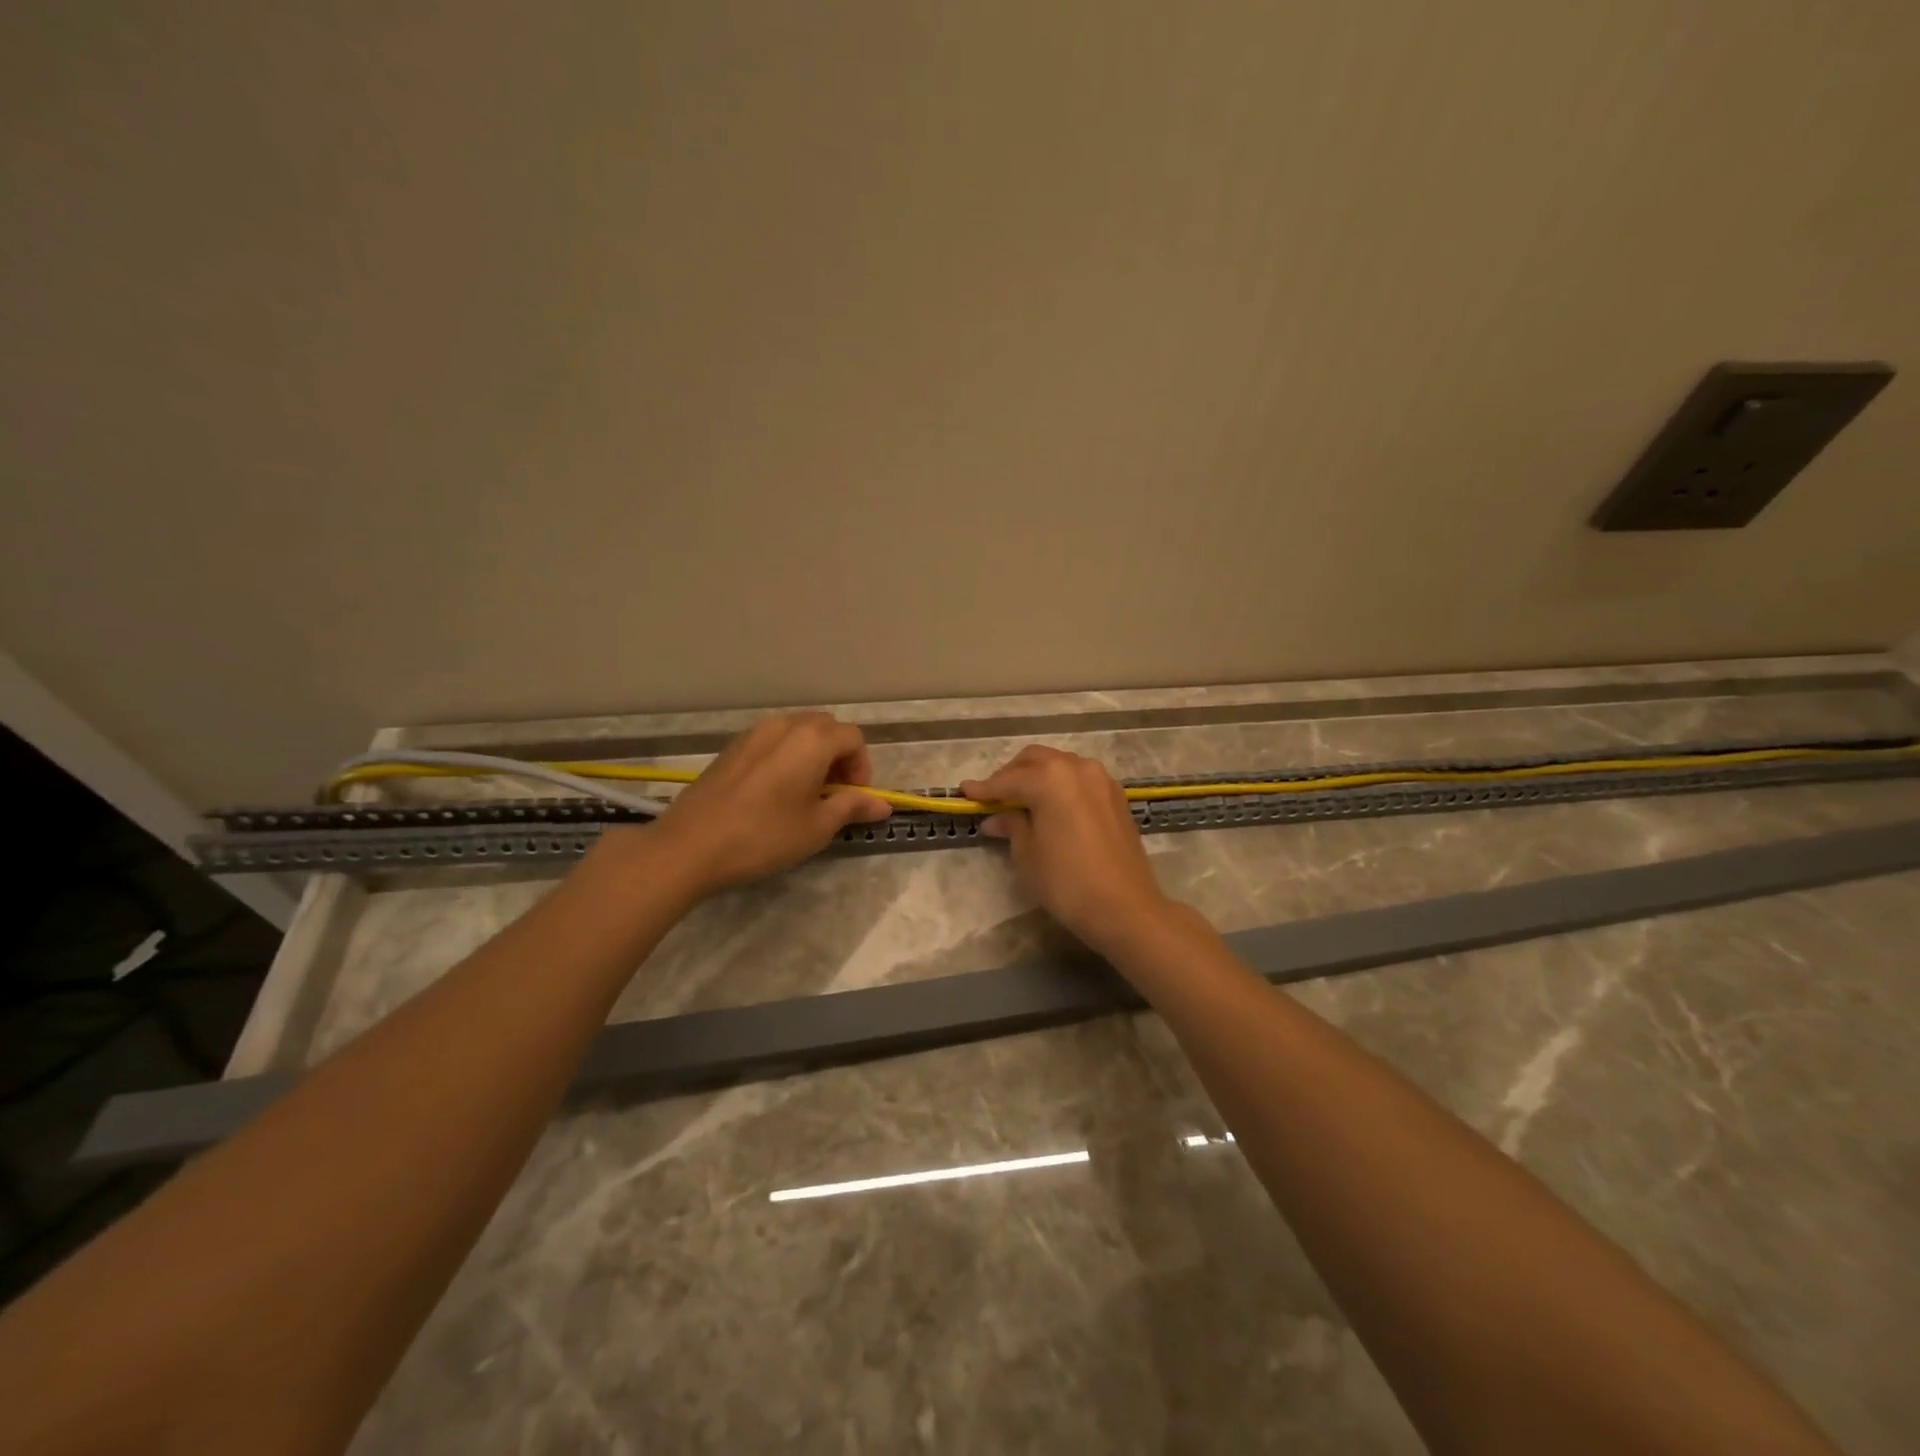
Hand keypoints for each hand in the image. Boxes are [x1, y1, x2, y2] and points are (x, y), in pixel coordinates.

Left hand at [645, 713, 891, 896]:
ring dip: (813, 756)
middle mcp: (785, 725)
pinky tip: (775, 793)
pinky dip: (787, 757)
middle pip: (826, 728)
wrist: (691, 844)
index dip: (862, 767)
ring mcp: (754, 733)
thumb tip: (883, 804)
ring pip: (798, 732)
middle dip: (839, 757)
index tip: (854, 798)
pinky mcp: (732, 747)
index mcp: (812, 739)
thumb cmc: (764, 835)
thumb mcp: (817, 826)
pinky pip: (772, 741)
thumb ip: (852, 807)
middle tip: (834, 795)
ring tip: (805, 795)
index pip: (853, 738)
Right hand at [960, 746, 1175, 956]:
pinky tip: (1051, 806)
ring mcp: (1101, 779)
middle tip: (994, 797)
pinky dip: (1060, 785)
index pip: (1007, 780)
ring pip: (1060, 765)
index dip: (984, 788)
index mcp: (1050, 778)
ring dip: (1037, 776)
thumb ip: (1011, 826)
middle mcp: (1076, 768)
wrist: (1124, 907)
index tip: (965, 792)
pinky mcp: (1115, 796)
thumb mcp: (1027, 854)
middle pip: (1035, 760)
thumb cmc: (1067, 882)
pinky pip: (1079, 779)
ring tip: (1021, 801)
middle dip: (1011, 775)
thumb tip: (996, 818)